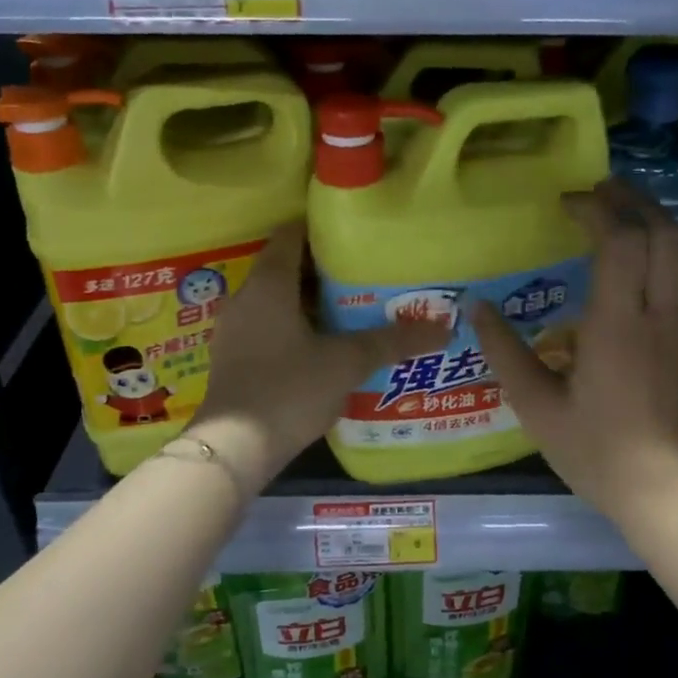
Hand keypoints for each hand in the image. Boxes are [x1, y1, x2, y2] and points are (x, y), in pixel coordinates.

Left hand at [191, 224, 442, 490]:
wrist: (234, 448)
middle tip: (365, 274)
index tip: (354, 234)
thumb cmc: (289, 389)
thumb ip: (392, 342)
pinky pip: (269, 326)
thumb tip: (442, 329)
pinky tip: (324, 346)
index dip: (321, 229)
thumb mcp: (346, 363)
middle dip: (324, 269)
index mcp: (268, 284)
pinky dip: (296, 327)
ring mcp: (235, 330)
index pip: (290, 234)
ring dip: (311, 302)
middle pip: (286, 267)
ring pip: (278, 300)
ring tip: (352, 309)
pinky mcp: (235, 357)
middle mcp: (246, 298)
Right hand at [472, 182, 677, 525]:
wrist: (664, 491)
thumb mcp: (536, 406)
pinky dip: (668, 249)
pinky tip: (645, 256)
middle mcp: (657, 315)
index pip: (620, 241)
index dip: (596, 209)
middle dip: (633, 200)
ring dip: (658, 220)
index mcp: (618, 324)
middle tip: (600, 189)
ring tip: (626, 211)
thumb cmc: (595, 450)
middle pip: (664, 233)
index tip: (566, 204)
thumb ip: (506, 352)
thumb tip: (476, 307)